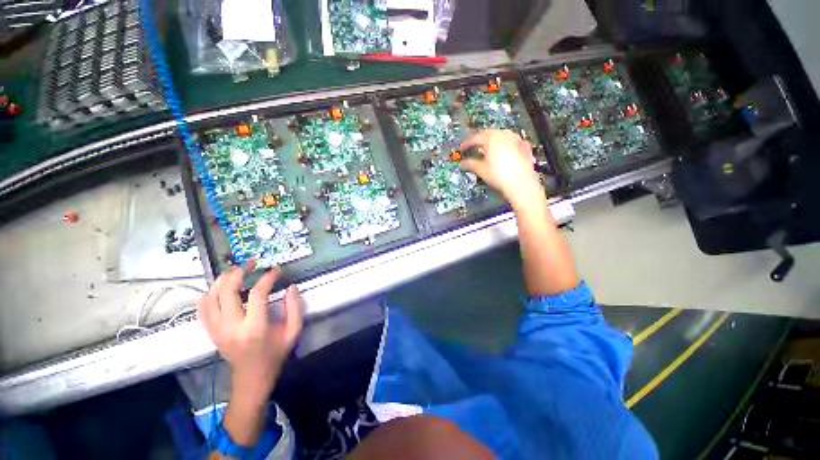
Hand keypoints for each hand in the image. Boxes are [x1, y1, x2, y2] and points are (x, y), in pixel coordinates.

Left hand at [198, 268, 302, 403]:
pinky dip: (209, 294)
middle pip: (227, 292)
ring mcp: (217, 330)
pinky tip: (221, 287)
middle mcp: (231, 327)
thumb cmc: (275, 354)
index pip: (257, 294)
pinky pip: (202, 308)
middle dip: (238, 273)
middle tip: (251, 263)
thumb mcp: (293, 332)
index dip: (267, 278)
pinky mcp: (211, 332)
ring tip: (236, 271)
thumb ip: (295, 308)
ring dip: (222, 280)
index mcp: (254, 328)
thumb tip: (291, 287)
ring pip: (210, 298)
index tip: (277, 270)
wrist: (251, 379)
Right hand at [460, 129, 544, 206]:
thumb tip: (464, 163)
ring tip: (487, 149)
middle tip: (474, 147)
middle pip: (488, 133)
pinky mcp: (524, 146)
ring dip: (493, 141)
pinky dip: (504, 145)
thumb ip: (471, 164)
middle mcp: (504, 135)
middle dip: (480, 140)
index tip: (463, 149)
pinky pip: (511, 141)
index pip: (475, 138)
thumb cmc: (502, 176)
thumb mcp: (481, 170)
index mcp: (492, 139)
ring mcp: (516, 139)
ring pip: (501, 135)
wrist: (521, 183)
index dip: (467, 144)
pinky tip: (502, 152)